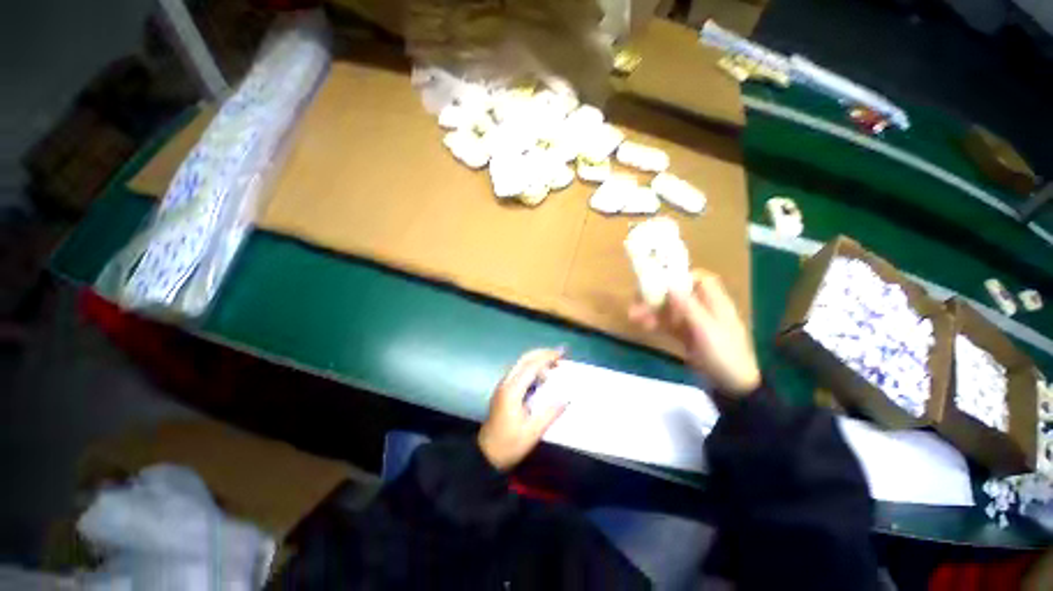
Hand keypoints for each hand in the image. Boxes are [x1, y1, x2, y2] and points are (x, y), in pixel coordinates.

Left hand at [478, 349, 566, 470]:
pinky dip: (531, 367)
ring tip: (554, 366)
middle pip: (524, 359)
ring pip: (520, 363)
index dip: (547, 357)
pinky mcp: (503, 390)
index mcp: (512, 391)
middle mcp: (506, 383)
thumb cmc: (509, 445)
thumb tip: (566, 398)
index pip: (531, 366)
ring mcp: (503, 385)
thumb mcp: (532, 433)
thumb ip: (549, 414)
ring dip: (537, 360)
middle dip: (542, 353)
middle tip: (560, 356)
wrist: (486, 454)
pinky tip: (541, 376)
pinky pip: (519, 371)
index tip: (562, 354)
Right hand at [630, 269, 759, 396]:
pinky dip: (655, 324)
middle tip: (637, 298)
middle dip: (658, 295)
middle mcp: (703, 310)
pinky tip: (641, 325)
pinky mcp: (685, 337)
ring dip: (651, 311)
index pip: (701, 280)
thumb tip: (671, 284)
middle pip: (679, 295)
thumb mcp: (707, 329)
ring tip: (632, 315)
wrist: (731, 386)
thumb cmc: (724, 354)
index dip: (683, 276)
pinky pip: (668, 326)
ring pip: (670, 311)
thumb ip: (688, 306)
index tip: (661, 278)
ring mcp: (693, 324)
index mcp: (715, 304)